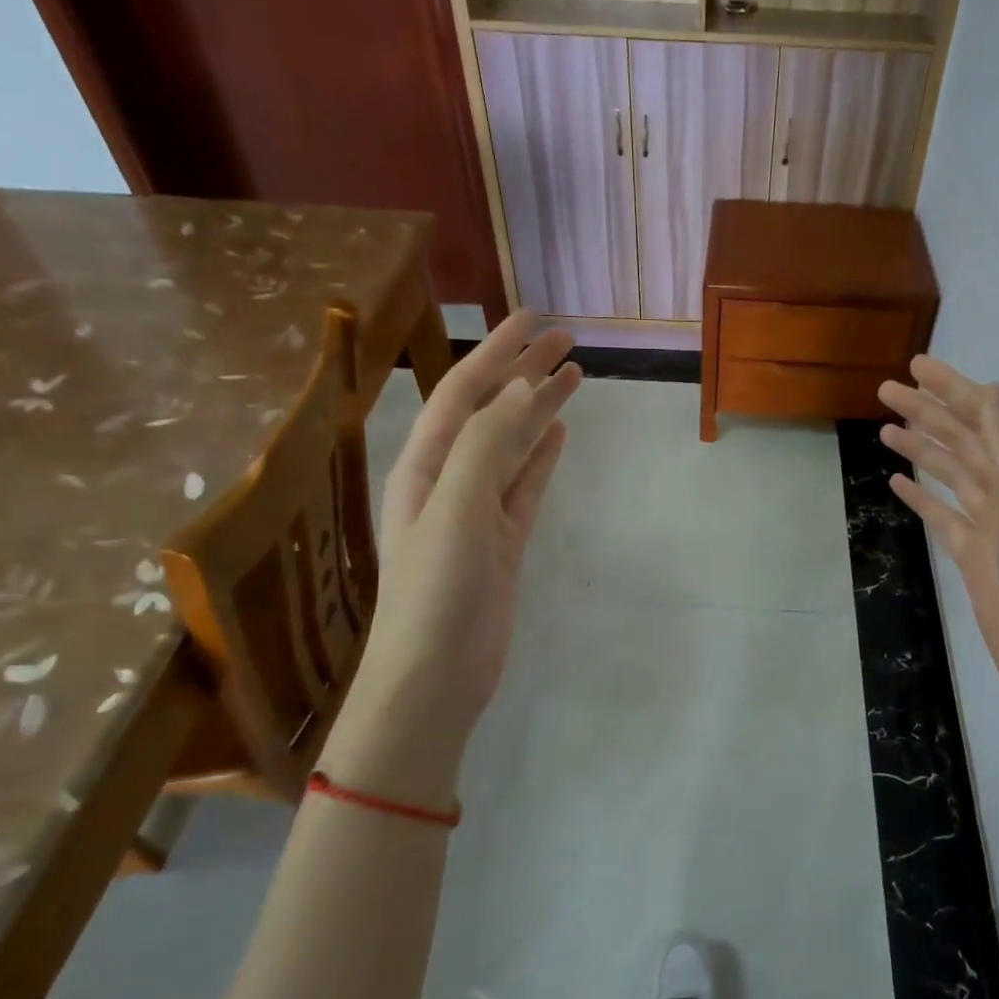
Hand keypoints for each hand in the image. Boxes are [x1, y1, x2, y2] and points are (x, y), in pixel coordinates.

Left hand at [323, 312, 580, 801]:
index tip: (533, 319)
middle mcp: (448, 480)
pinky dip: (540, 457)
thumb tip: (523, 388)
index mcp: (425, 467)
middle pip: (490, 412)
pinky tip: (558, 434)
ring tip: (574, 376)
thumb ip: (487, 446)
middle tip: (567, 339)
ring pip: (512, 446)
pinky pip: (524, 486)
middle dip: (523, 372)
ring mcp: (477, 512)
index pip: (463, 393)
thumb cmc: (435, 593)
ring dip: (538, 409)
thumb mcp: (456, 511)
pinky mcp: (502, 541)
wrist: (434, 679)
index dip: (496, 353)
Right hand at [879, 356, 998, 724]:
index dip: (952, 388)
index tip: (916, 365)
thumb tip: (992, 391)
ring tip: (884, 428)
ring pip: (949, 473)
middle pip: (963, 440)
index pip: (987, 417)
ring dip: (920, 448)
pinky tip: (897, 482)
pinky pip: (941, 515)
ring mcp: (991, 525)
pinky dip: (920, 496)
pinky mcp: (973, 556)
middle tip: (885, 390)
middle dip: (927, 411)